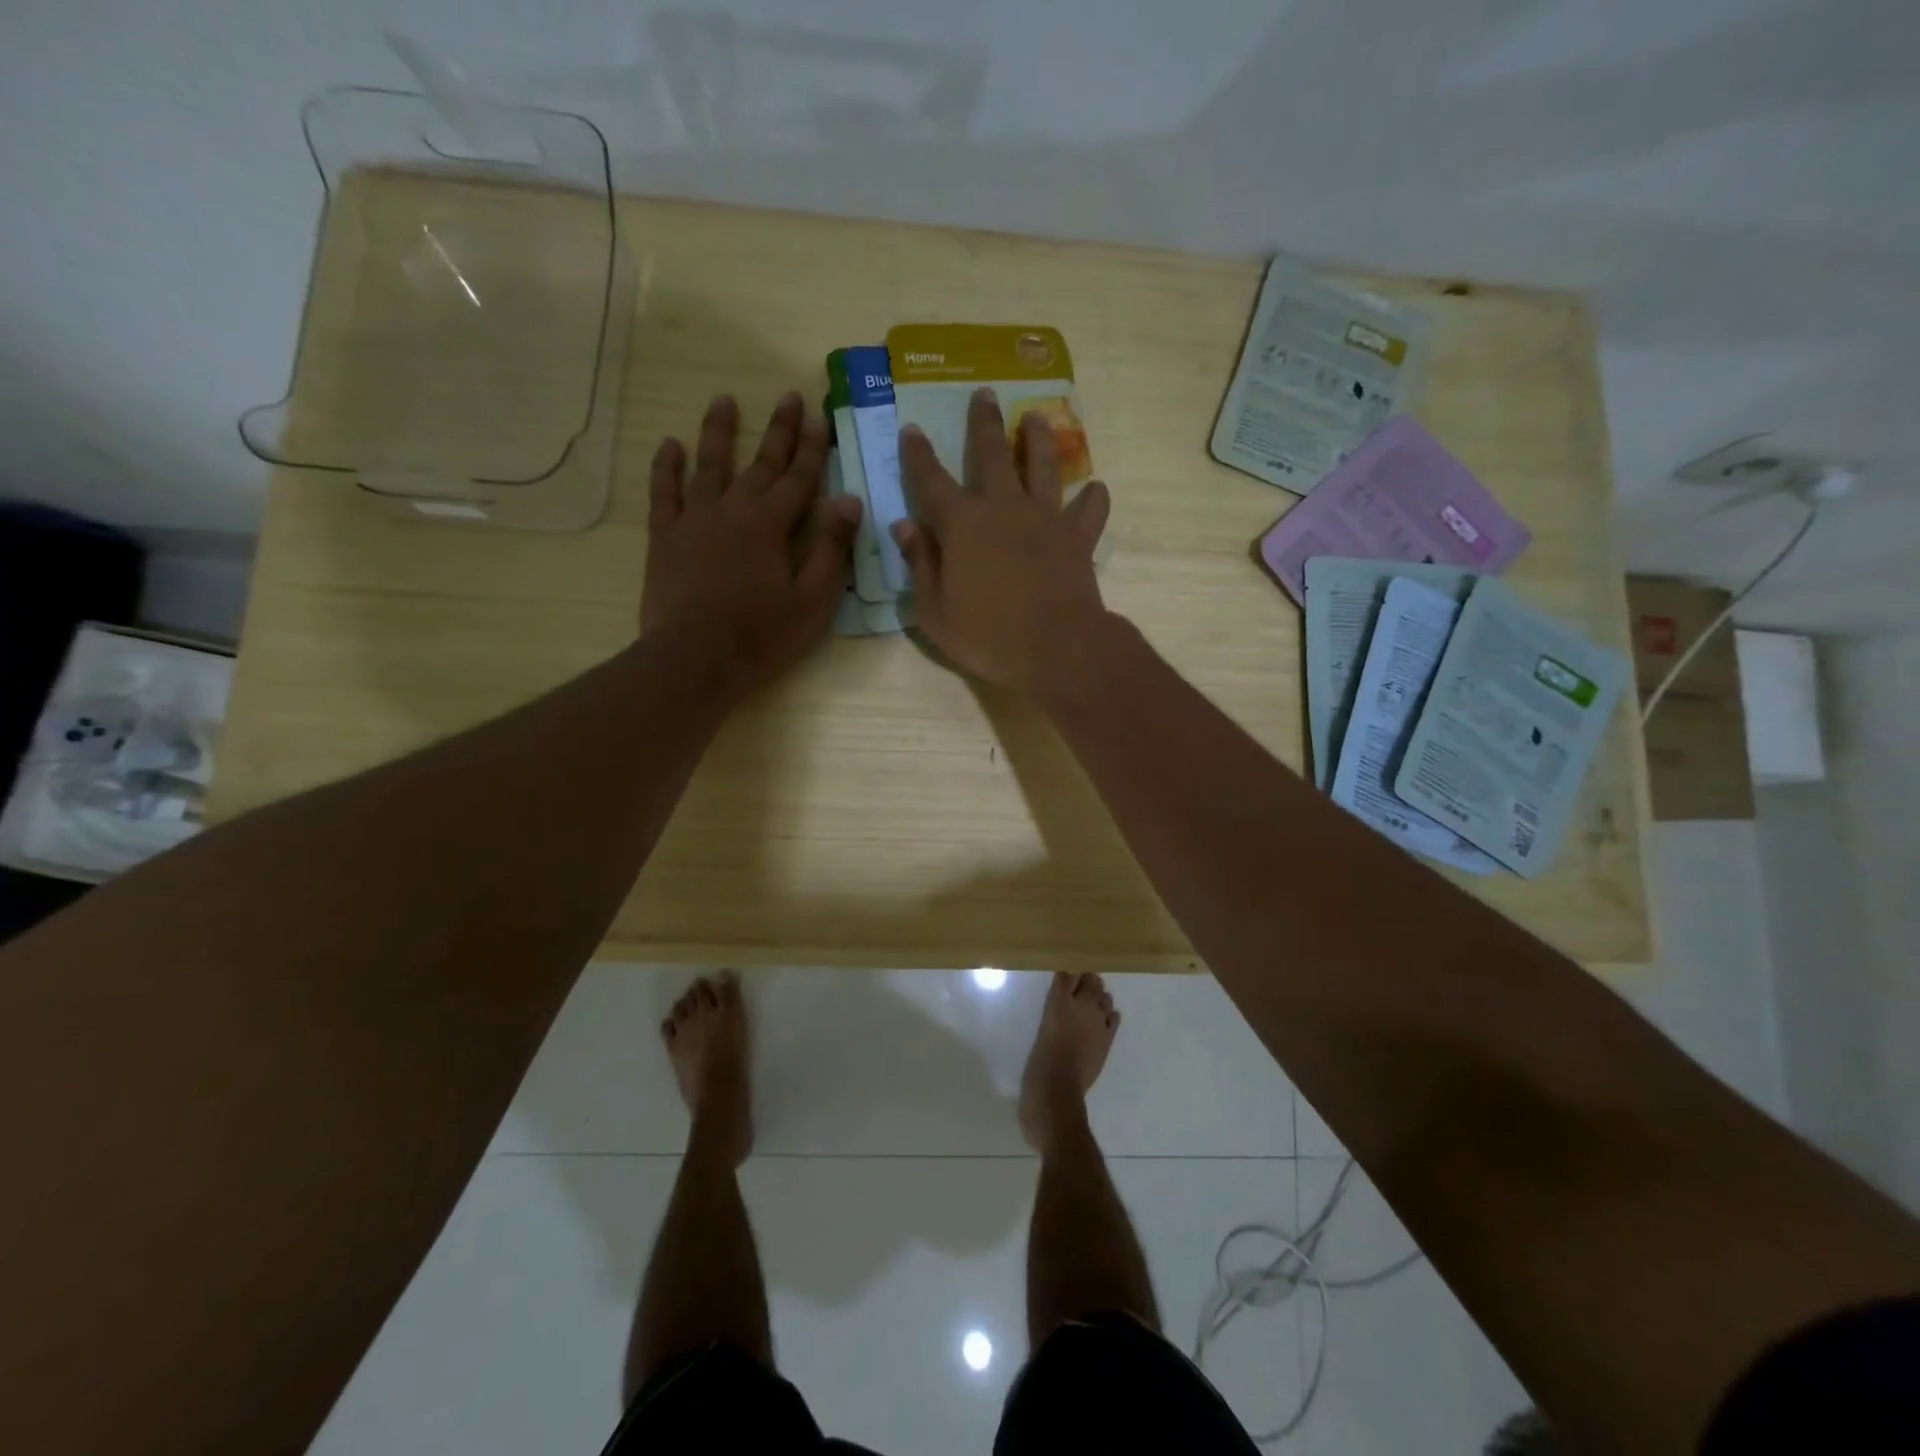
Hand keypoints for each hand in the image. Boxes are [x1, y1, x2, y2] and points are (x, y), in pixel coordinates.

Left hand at [642, 392, 860, 693]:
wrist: (695, 658)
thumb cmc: (762, 634)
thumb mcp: (812, 599)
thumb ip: (830, 547)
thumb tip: (849, 500)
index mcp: (771, 524)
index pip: (800, 478)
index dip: (814, 448)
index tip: (821, 417)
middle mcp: (733, 508)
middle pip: (761, 462)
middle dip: (779, 430)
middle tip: (789, 396)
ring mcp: (694, 518)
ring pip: (709, 464)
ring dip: (719, 431)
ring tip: (724, 400)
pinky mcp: (664, 535)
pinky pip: (664, 491)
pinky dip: (667, 467)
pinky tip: (670, 445)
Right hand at [894, 388, 1111, 692]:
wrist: (1056, 648)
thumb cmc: (987, 636)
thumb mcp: (935, 611)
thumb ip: (920, 564)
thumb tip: (904, 526)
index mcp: (963, 525)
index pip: (932, 480)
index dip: (919, 455)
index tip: (912, 428)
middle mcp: (1005, 509)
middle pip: (993, 455)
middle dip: (985, 423)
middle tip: (986, 394)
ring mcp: (1046, 519)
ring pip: (1044, 466)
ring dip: (1039, 440)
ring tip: (1038, 417)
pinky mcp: (1078, 538)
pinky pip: (1090, 511)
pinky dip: (1093, 499)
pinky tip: (1095, 490)